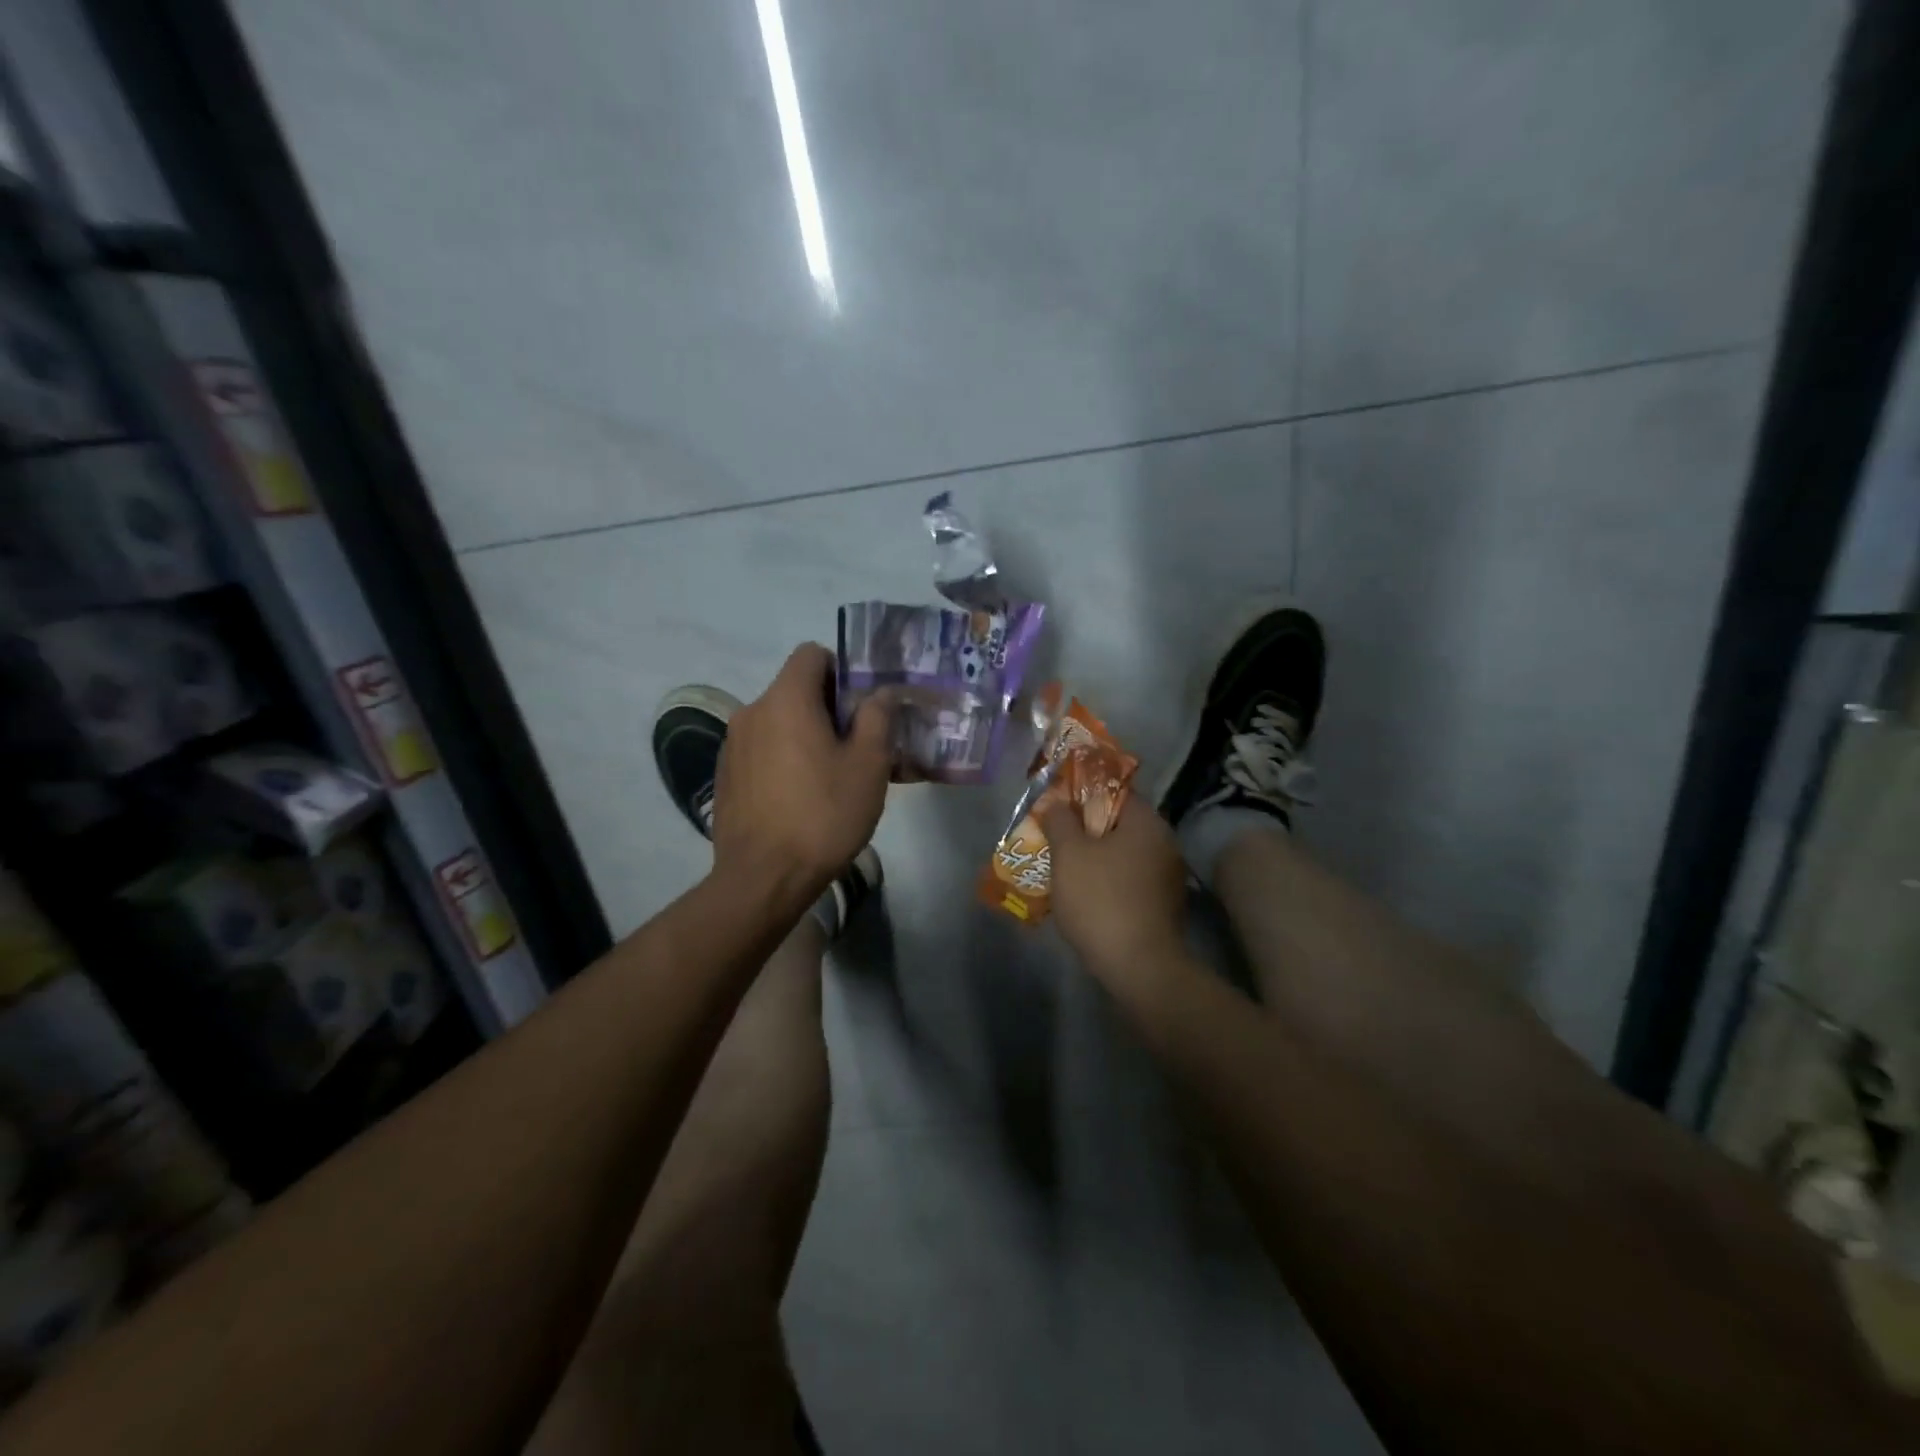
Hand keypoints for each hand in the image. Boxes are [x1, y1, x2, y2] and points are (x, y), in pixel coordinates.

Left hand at [712, 643, 893, 899]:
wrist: (763, 878)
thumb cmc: (824, 815)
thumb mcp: (869, 765)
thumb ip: (877, 717)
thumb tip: (880, 693)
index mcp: (786, 700)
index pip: (811, 654)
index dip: (841, 669)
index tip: (861, 705)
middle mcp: (751, 711)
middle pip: (795, 689)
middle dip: (828, 707)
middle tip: (857, 745)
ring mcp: (732, 744)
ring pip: (778, 721)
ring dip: (805, 734)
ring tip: (830, 775)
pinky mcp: (724, 775)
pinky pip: (761, 749)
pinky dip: (783, 757)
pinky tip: (799, 796)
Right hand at [1042, 800, 1194, 1009]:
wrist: (1138, 967)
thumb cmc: (1101, 899)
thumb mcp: (1069, 853)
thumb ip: (1060, 820)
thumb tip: (1056, 803)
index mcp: (1147, 822)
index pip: (1115, 790)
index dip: (1082, 792)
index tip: (1057, 803)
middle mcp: (1164, 842)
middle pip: (1118, 822)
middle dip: (1084, 827)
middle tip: (1053, 835)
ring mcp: (1167, 875)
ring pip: (1122, 853)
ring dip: (1094, 856)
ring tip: (1061, 865)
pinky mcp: (1162, 904)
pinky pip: (1128, 878)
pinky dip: (1106, 879)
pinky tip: (1083, 893)